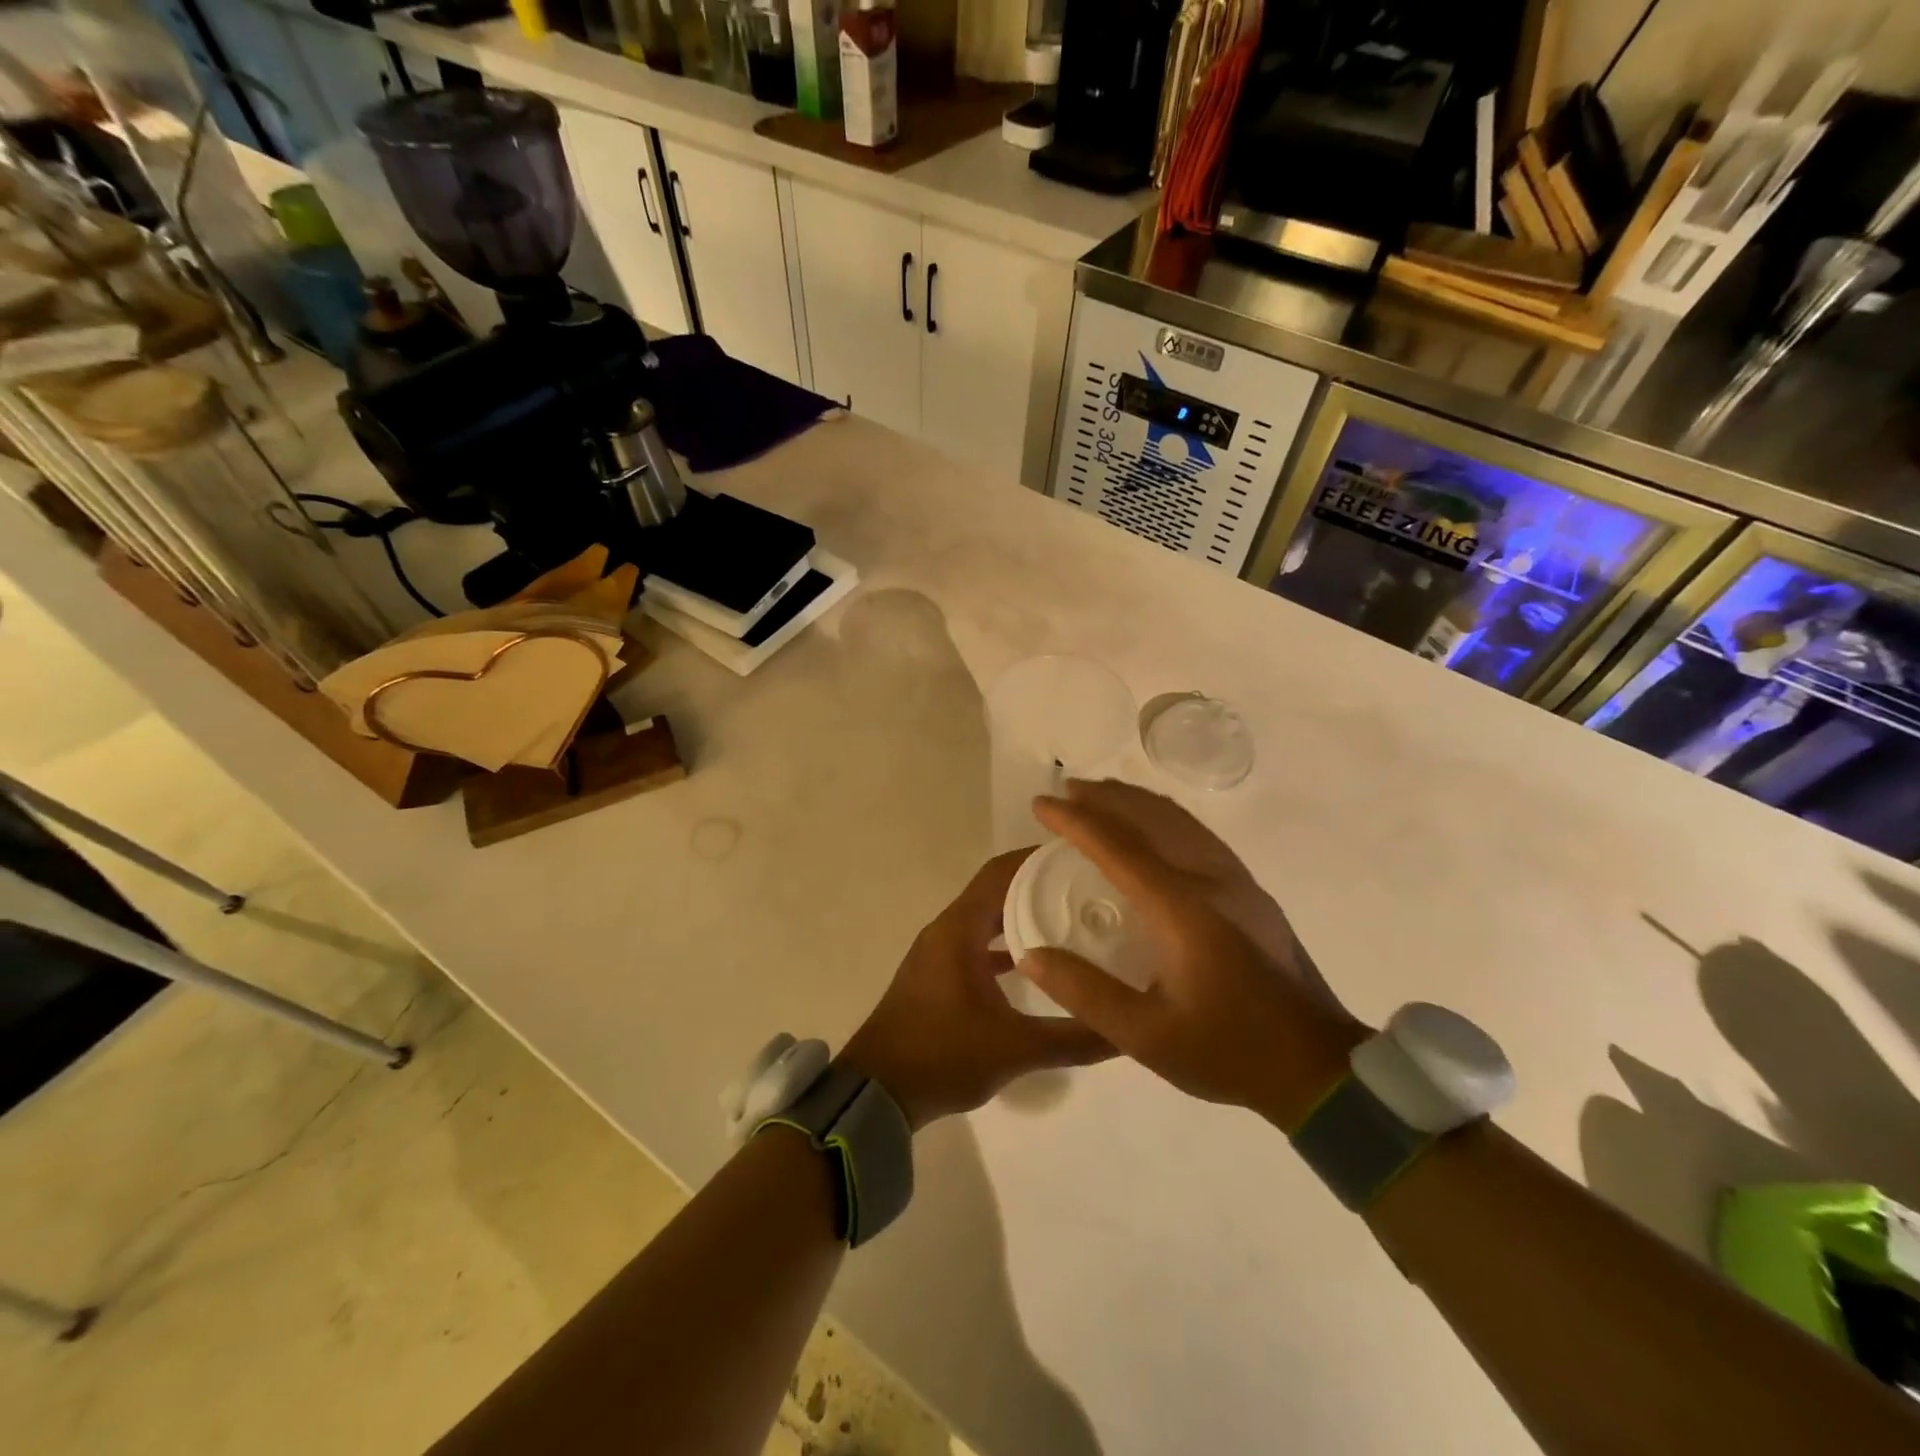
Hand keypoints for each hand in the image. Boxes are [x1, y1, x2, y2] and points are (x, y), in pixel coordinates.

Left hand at [839, 849, 1114, 1129]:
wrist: (876, 1092)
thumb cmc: (941, 1056)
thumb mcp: (1015, 1049)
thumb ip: (1074, 1039)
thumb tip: (1129, 1031)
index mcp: (960, 929)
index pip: (1002, 872)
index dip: (1039, 859)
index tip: (1082, 857)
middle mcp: (948, 929)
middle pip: (997, 890)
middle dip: (1039, 885)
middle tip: (1088, 889)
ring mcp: (940, 952)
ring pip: (987, 918)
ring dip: (1022, 914)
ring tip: (1071, 919)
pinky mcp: (938, 975)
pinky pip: (977, 943)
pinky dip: (1005, 944)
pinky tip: (1037, 964)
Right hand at [1017, 780, 1368, 1129]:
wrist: (1319, 1067)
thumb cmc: (1228, 1050)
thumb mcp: (1146, 1036)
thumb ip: (1085, 992)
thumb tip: (1030, 954)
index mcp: (1182, 908)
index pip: (1118, 846)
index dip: (1075, 821)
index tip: (1041, 803)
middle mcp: (1210, 880)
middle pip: (1152, 817)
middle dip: (1106, 797)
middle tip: (1067, 790)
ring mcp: (1237, 882)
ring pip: (1180, 820)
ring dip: (1136, 801)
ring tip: (1103, 797)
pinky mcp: (1251, 893)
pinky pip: (1198, 834)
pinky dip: (1164, 817)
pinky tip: (1154, 828)